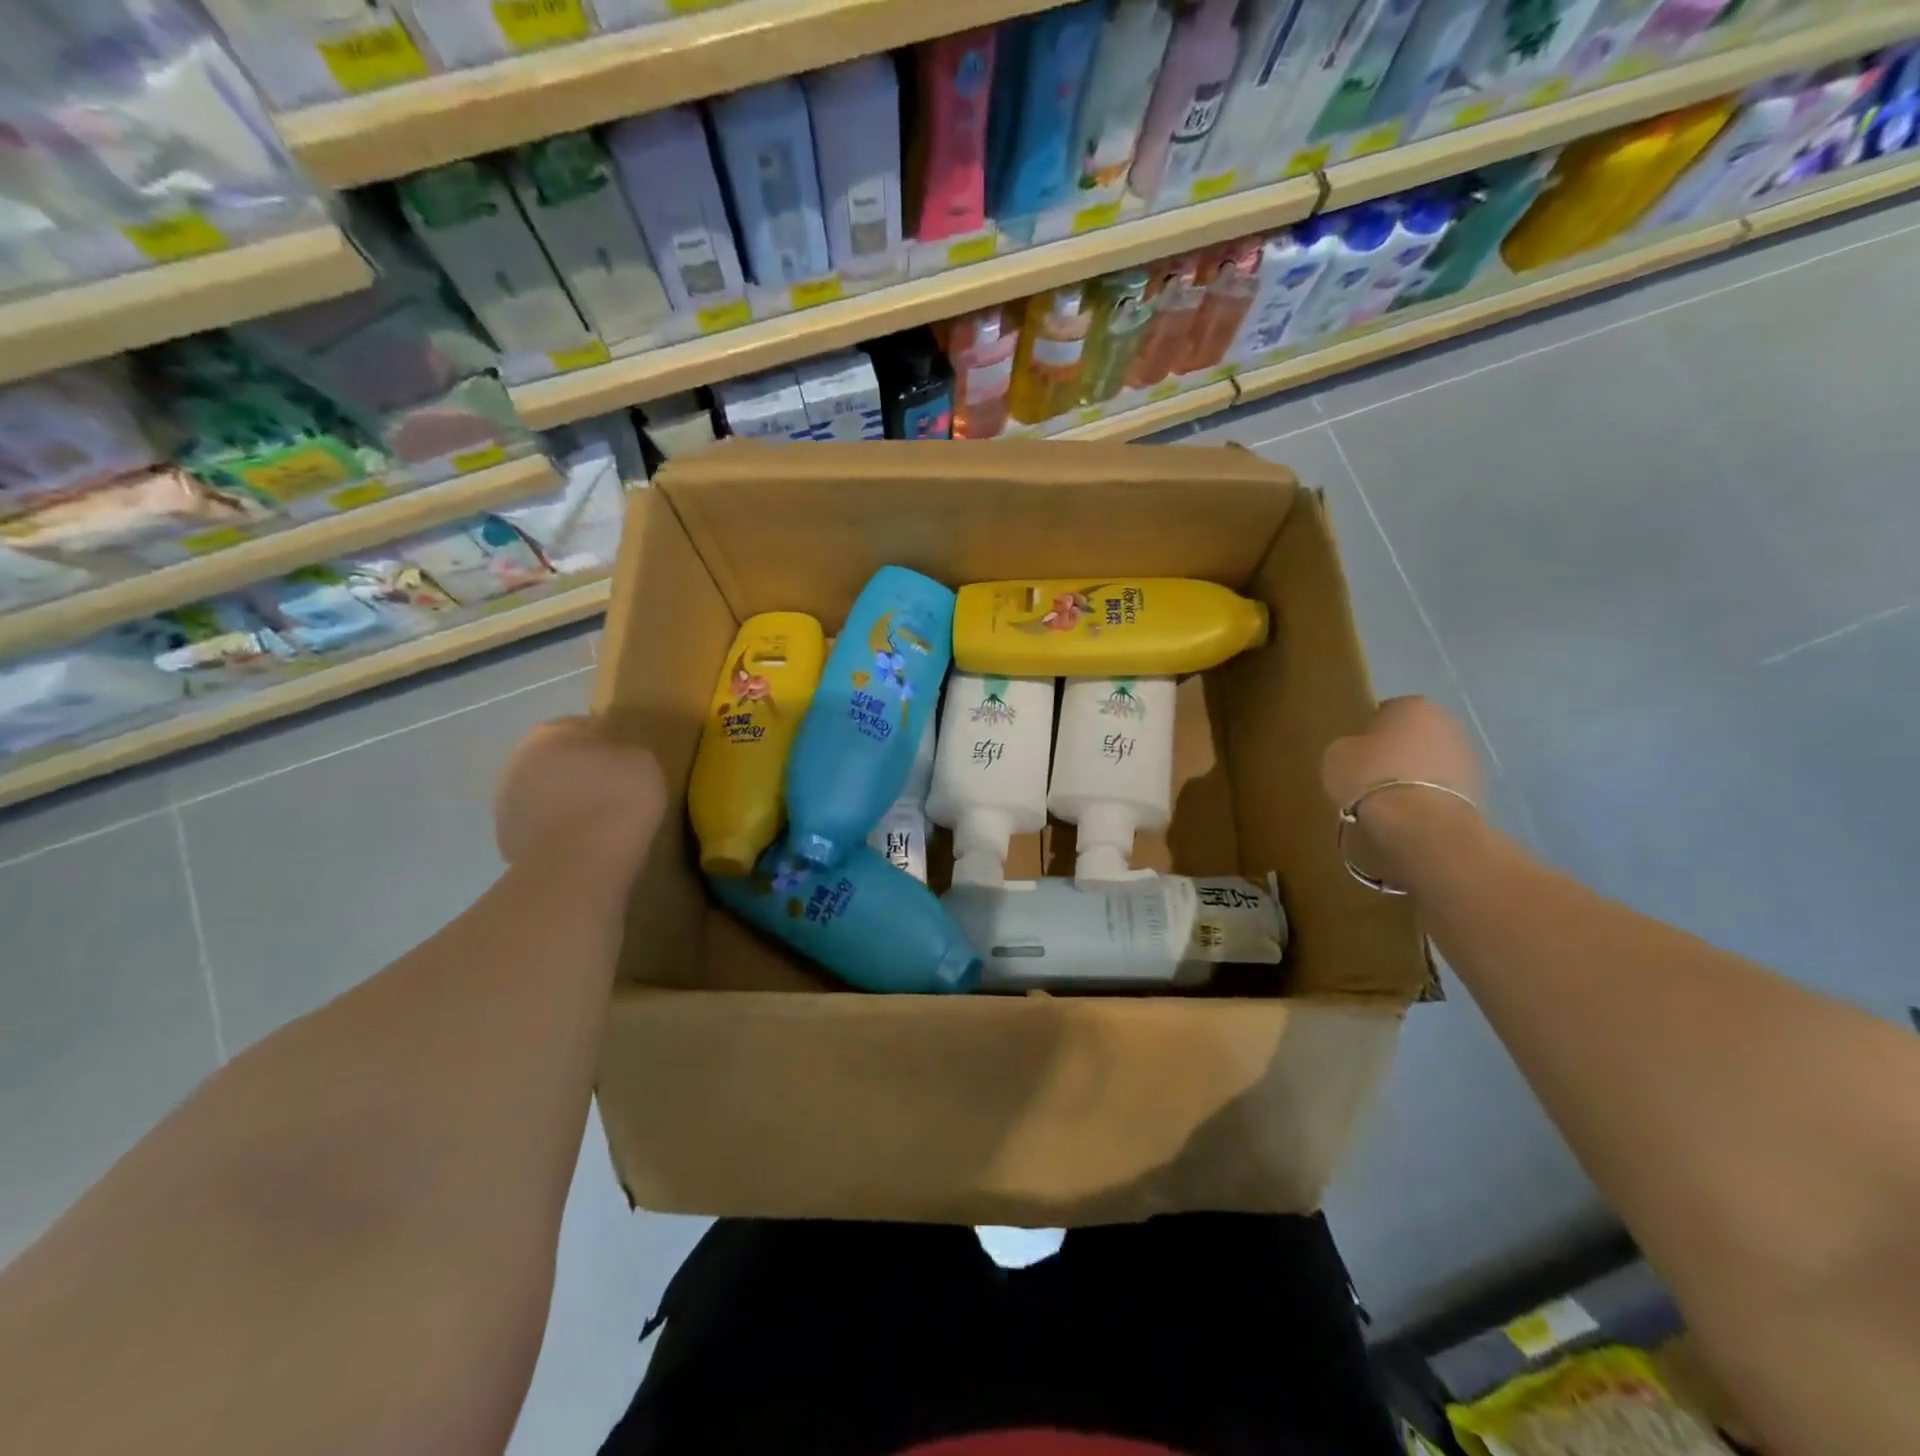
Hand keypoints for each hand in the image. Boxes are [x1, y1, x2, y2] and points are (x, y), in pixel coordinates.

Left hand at [495, 717, 665, 886]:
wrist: (582, 860)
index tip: (625, 765)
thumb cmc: (617, 798)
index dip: (606, 745)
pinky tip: (580, 845)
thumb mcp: (642, 759)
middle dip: (578, 773)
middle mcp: (518, 760)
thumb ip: (621, 751)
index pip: (581, 728)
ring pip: (542, 794)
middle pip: (555, 761)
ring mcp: (505, 802)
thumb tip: (610, 759)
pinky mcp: (505, 839)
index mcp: (550, 733)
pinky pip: (538, 827)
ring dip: (562, 802)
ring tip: (595, 823)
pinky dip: (555, 832)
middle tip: (611, 792)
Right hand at [1323, 697, 1484, 884]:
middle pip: (1414, 735)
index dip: (1368, 732)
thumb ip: (1351, 746)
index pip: (1386, 711)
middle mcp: (1448, 723)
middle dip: (1397, 752)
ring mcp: (1468, 757)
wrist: (1420, 823)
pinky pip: (1441, 788)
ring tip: (1389, 800)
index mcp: (1414, 705)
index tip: (1355, 753)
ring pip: (1430, 762)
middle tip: (1371, 775)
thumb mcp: (1338, 755)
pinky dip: (1427, 797)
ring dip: (1414, 775)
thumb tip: (1359, 752)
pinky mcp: (1479, 790)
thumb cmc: (1372, 776)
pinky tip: (1408, 814)